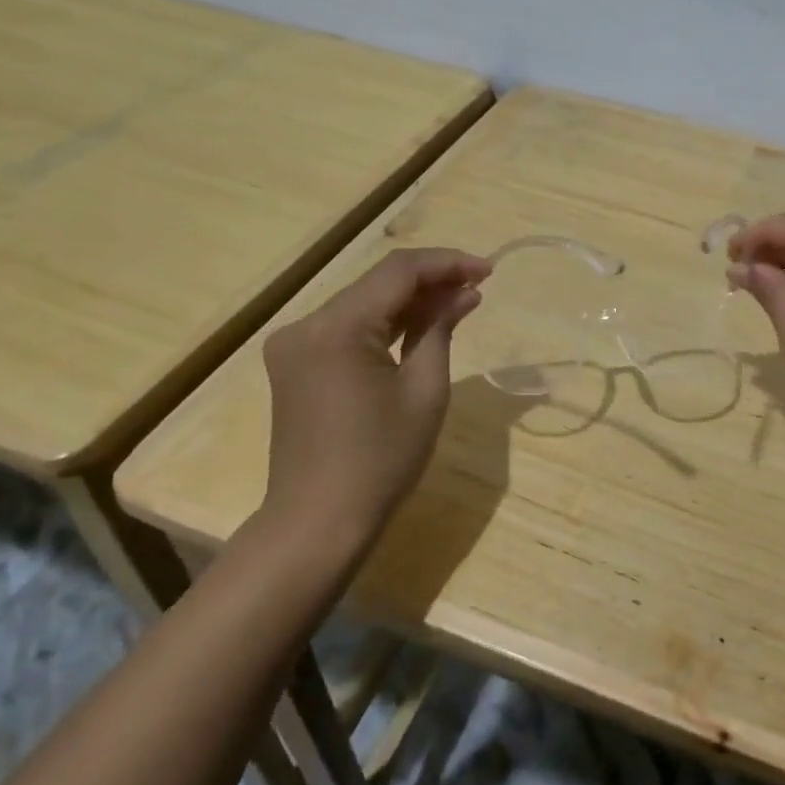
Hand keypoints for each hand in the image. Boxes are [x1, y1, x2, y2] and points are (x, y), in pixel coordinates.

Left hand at [261, 248, 490, 542]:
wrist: (318, 522)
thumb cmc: (381, 460)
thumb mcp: (424, 390)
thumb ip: (440, 329)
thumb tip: (464, 293)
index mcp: (336, 327)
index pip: (398, 272)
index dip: (448, 263)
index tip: (489, 270)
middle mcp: (306, 324)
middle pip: (377, 283)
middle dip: (431, 280)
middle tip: (478, 286)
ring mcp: (294, 344)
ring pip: (363, 303)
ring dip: (409, 301)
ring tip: (459, 302)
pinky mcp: (295, 364)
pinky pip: (347, 328)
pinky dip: (385, 324)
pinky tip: (419, 326)